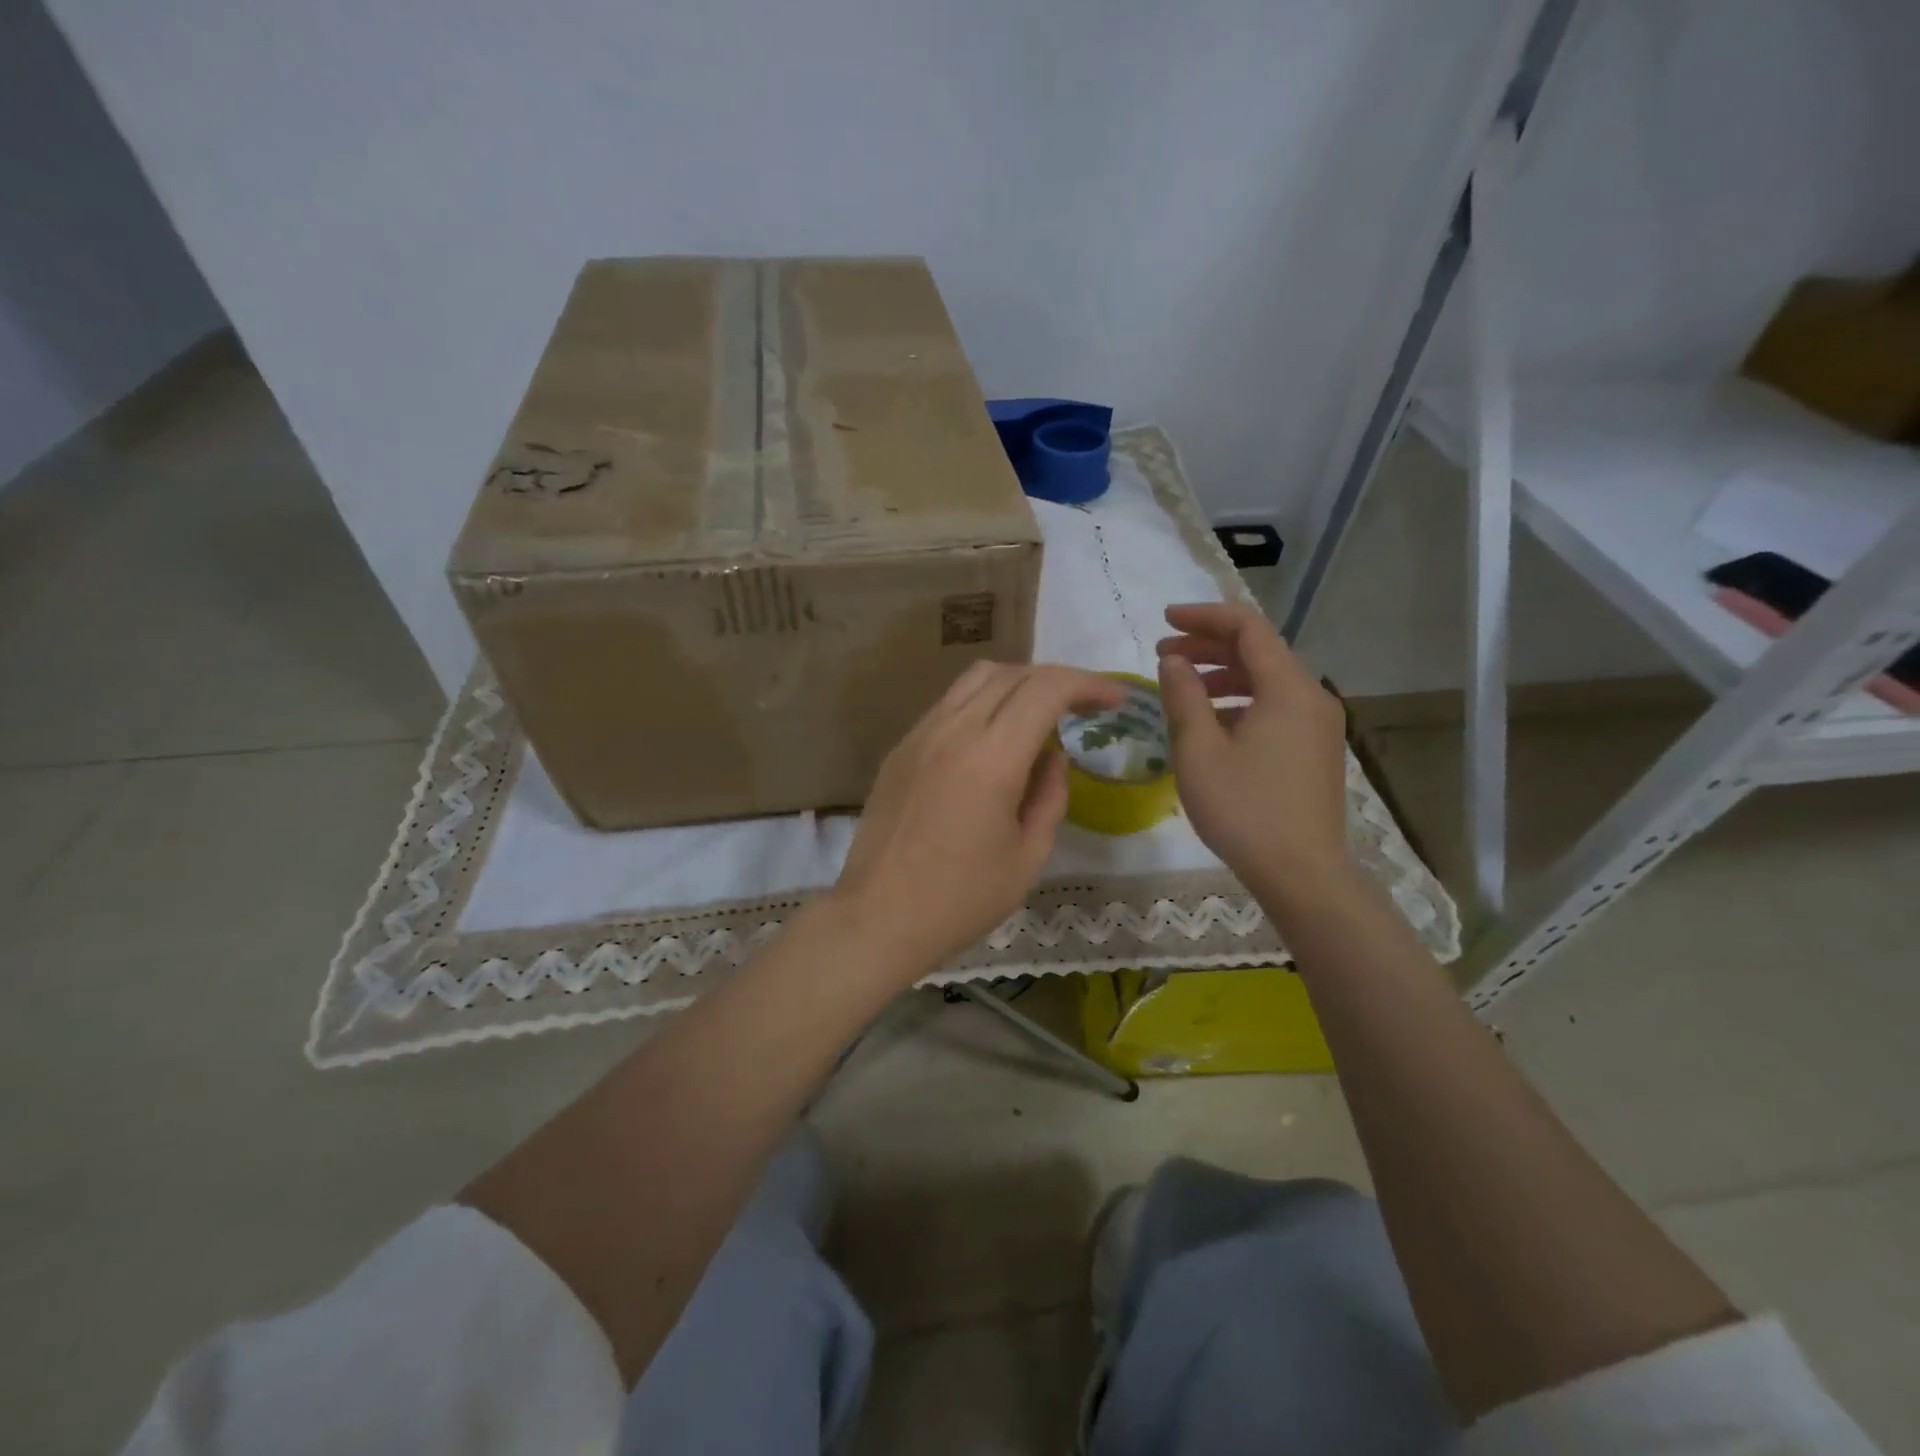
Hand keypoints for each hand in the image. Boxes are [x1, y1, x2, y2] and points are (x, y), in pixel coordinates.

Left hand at [831, 662, 1127, 981]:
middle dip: (1057, 680)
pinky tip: (993, 740)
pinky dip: (983, 704)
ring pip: (975, 680)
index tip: (1114, 700)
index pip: (1046, 689)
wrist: (877, 917)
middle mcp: (952, 731)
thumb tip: (1053, 755)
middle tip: (1083, 707)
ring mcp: (919, 735)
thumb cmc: (960, 899)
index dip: (1088, 684)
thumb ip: (1050, 796)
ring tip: (1040, 716)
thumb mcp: (1027, 856)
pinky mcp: (899, 749)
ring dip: (1017, 684)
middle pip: (1011, 673)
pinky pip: (948, 705)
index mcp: (990, 759)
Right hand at [1155, 602, 1351, 894]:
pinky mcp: (1315, 750)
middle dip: (1209, 646)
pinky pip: (1276, 707)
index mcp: (1288, 688)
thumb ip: (1183, 696)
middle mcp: (1311, 697)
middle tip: (1163, 654)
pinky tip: (1212, 723)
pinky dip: (1241, 701)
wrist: (1301, 873)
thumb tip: (1174, 661)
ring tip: (1182, 687)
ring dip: (1223, 675)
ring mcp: (1318, 725)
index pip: (1247, 628)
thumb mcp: (1198, 750)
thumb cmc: (1243, 808)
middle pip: (1260, 651)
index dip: (1204, 617)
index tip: (1164, 621)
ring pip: (1268, 681)